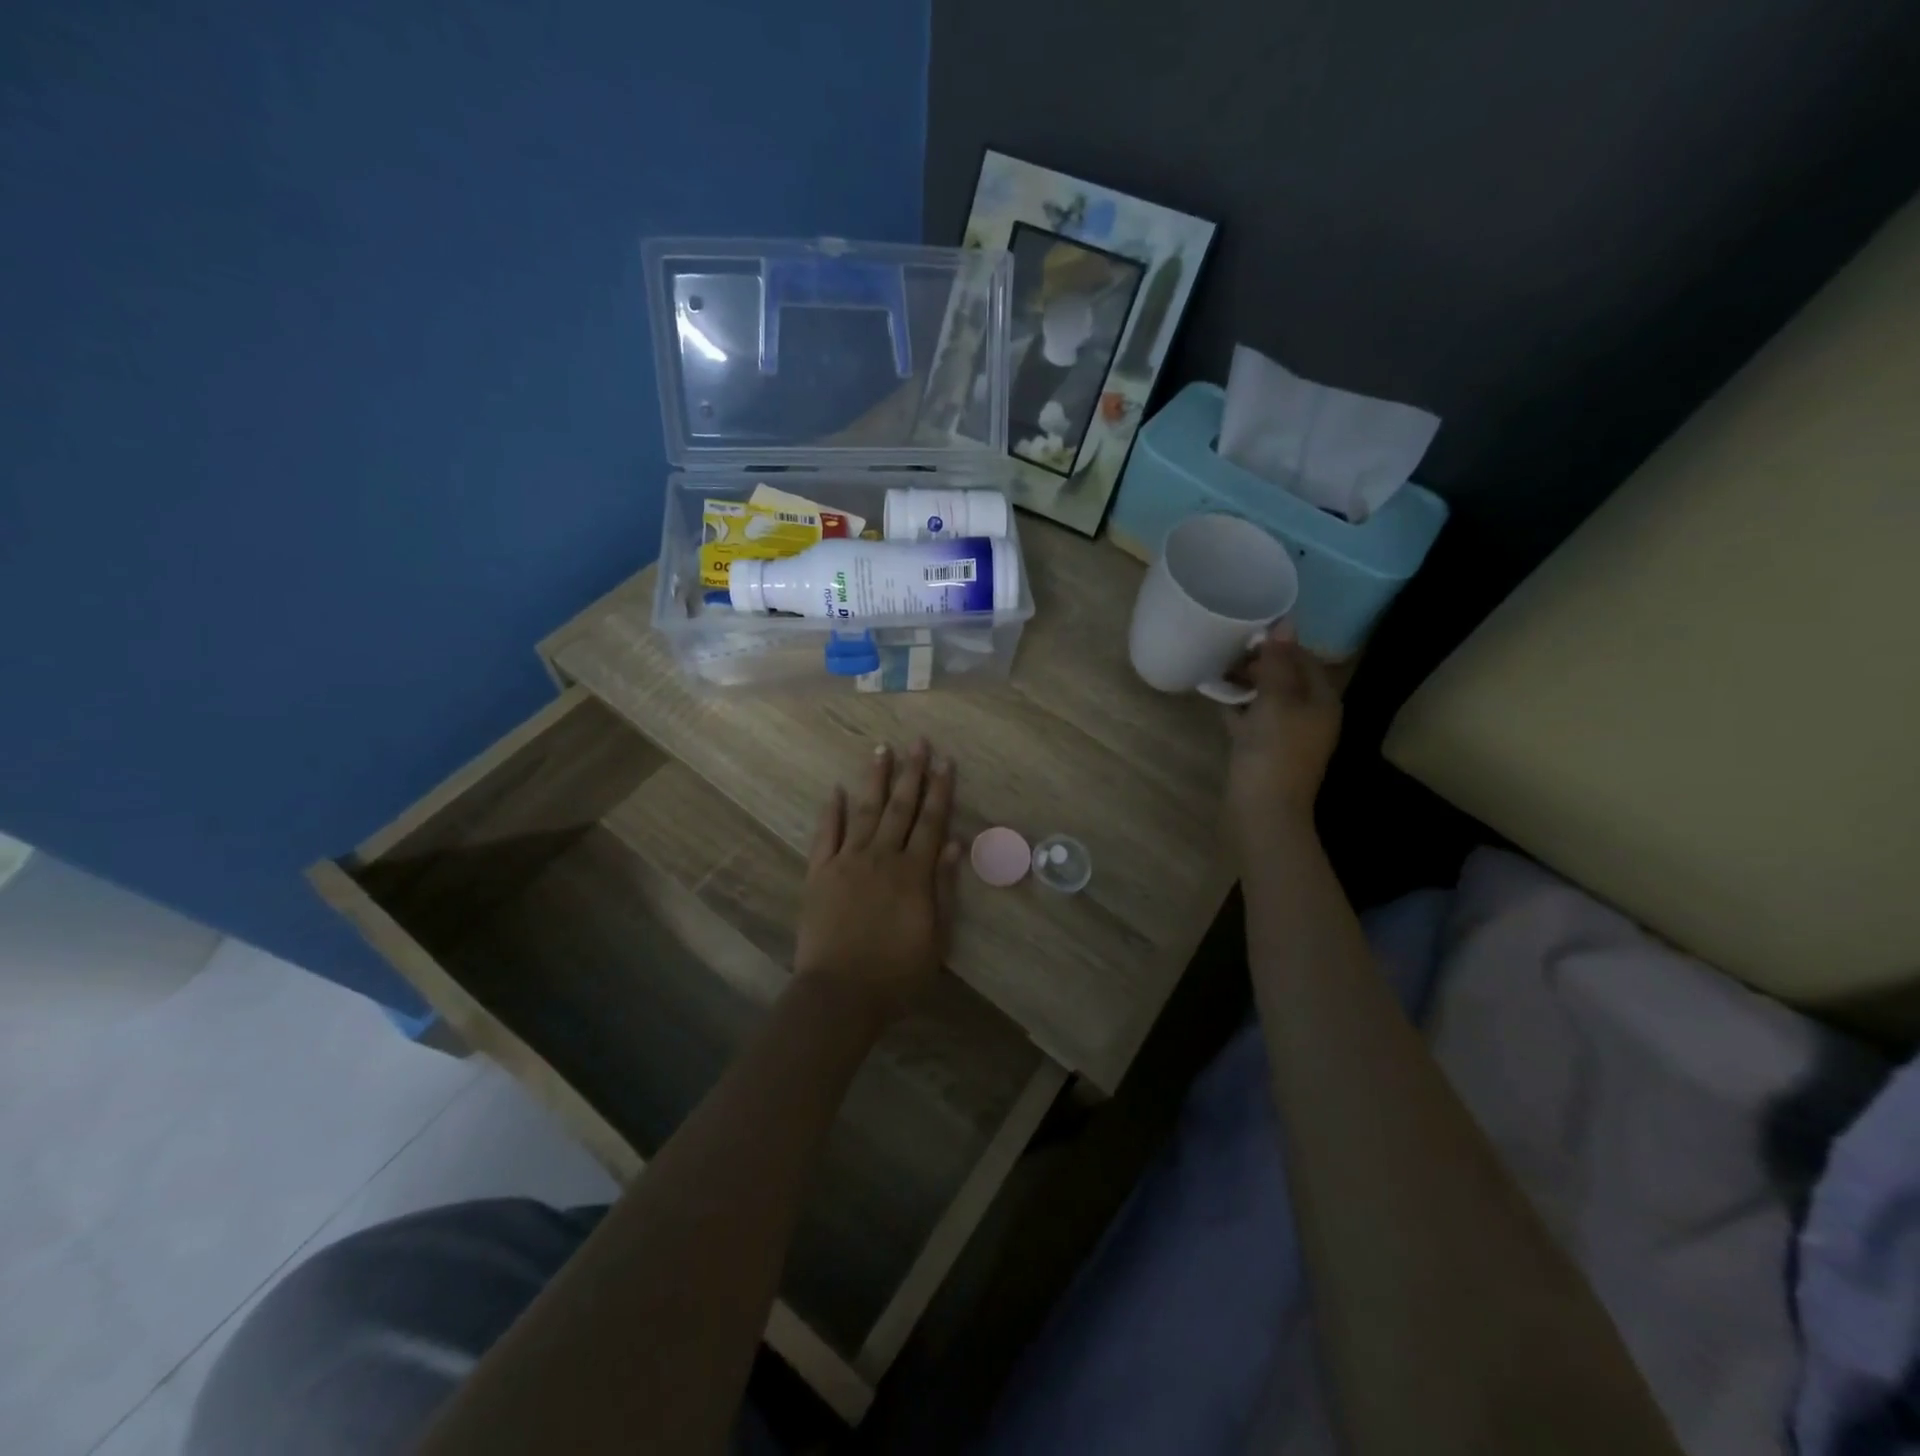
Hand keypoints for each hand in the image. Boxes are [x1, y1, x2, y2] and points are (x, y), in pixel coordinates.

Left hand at [794, 740, 960, 1025]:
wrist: (840, 994)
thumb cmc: (896, 973)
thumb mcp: (935, 938)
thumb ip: (942, 888)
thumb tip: (952, 844)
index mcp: (913, 873)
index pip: (931, 822)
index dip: (940, 790)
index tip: (945, 761)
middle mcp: (881, 858)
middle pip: (900, 808)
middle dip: (912, 773)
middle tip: (918, 742)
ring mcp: (847, 862)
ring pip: (864, 811)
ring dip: (875, 780)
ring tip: (882, 749)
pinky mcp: (819, 874)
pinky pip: (826, 835)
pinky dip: (831, 811)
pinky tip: (836, 790)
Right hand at [1223, 626, 1341, 847]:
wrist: (1262, 812)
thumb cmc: (1273, 752)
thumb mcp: (1276, 701)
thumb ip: (1279, 661)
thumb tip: (1286, 621)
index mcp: (1321, 700)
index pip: (1305, 658)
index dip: (1279, 643)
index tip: (1246, 633)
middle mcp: (1310, 715)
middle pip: (1286, 677)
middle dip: (1259, 663)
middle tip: (1227, 652)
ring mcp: (1287, 735)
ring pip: (1267, 698)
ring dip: (1245, 684)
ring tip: (1218, 671)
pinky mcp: (1265, 750)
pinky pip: (1252, 719)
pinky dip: (1237, 707)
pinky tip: (1216, 698)